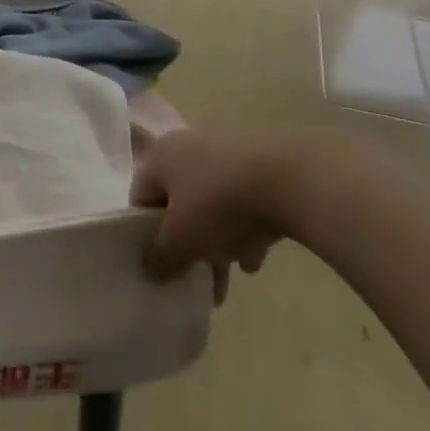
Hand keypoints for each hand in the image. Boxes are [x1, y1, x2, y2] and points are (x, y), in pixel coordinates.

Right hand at [131, 129, 303, 281]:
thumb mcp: (181, 240)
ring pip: (211, 205)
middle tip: (193, 281)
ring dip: (215, 243)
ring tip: (227, 283)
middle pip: (178, 204)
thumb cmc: (219, 204)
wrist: (289, 178)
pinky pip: (241, 202)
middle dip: (186, 246)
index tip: (159, 265)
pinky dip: (244, 230)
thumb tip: (148, 269)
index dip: (144, 234)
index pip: (140, 196)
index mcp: (161, 156)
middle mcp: (188, 147)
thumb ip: (160, 257)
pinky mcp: (259, 164)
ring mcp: (225, 153)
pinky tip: (254, 259)